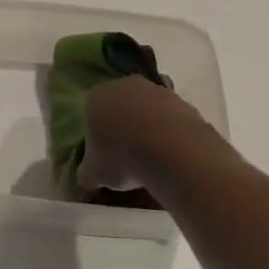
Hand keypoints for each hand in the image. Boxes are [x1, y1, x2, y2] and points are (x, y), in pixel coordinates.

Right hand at [81, 75, 232, 193]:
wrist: (172, 151)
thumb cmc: (122, 157)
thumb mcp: (95, 174)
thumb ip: (86, 175)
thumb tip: (85, 182)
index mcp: (96, 97)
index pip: (91, 112)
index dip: (97, 134)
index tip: (105, 155)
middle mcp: (124, 85)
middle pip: (120, 105)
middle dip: (123, 126)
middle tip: (127, 155)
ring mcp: (156, 90)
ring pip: (148, 109)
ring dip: (149, 128)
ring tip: (153, 158)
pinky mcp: (183, 101)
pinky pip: (171, 118)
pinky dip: (171, 133)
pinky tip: (173, 154)